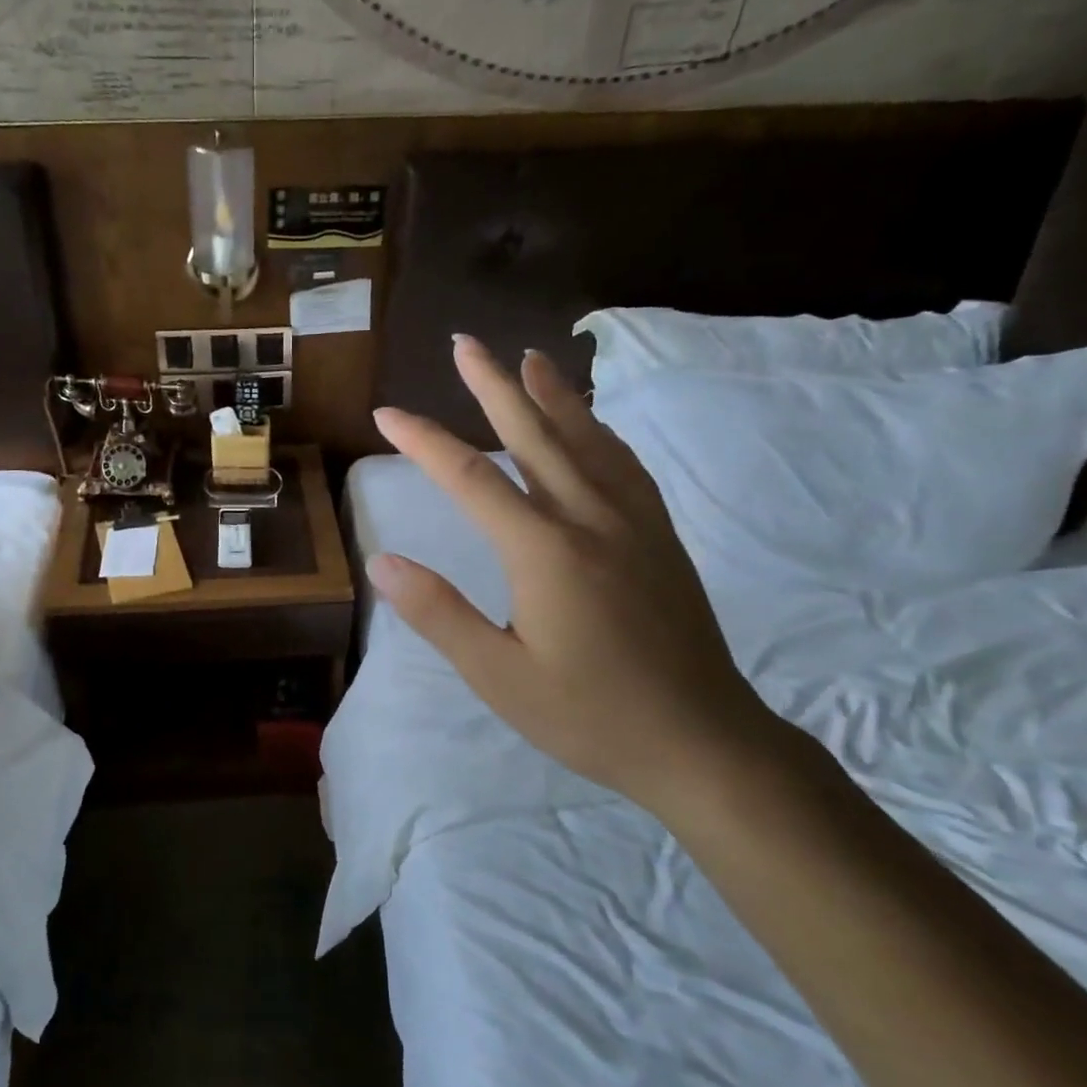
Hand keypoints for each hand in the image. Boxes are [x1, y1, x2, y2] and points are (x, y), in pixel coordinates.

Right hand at [368, 335, 781, 814]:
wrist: (703, 743)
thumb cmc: (591, 716)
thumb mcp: (499, 676)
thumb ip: (439, 614)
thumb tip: (383, 563)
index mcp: (545, 551)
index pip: (470, 479)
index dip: (424, 442)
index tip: (387, 414)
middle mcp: (590, 519)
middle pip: (535, 435)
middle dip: (494, 385)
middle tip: (466, 343)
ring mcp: (633, 523)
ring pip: (587, 439)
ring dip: (553, 394)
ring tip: (530, 358)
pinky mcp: (659, 537)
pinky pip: (624, 464)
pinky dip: (599, 430)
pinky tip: (590, 425)